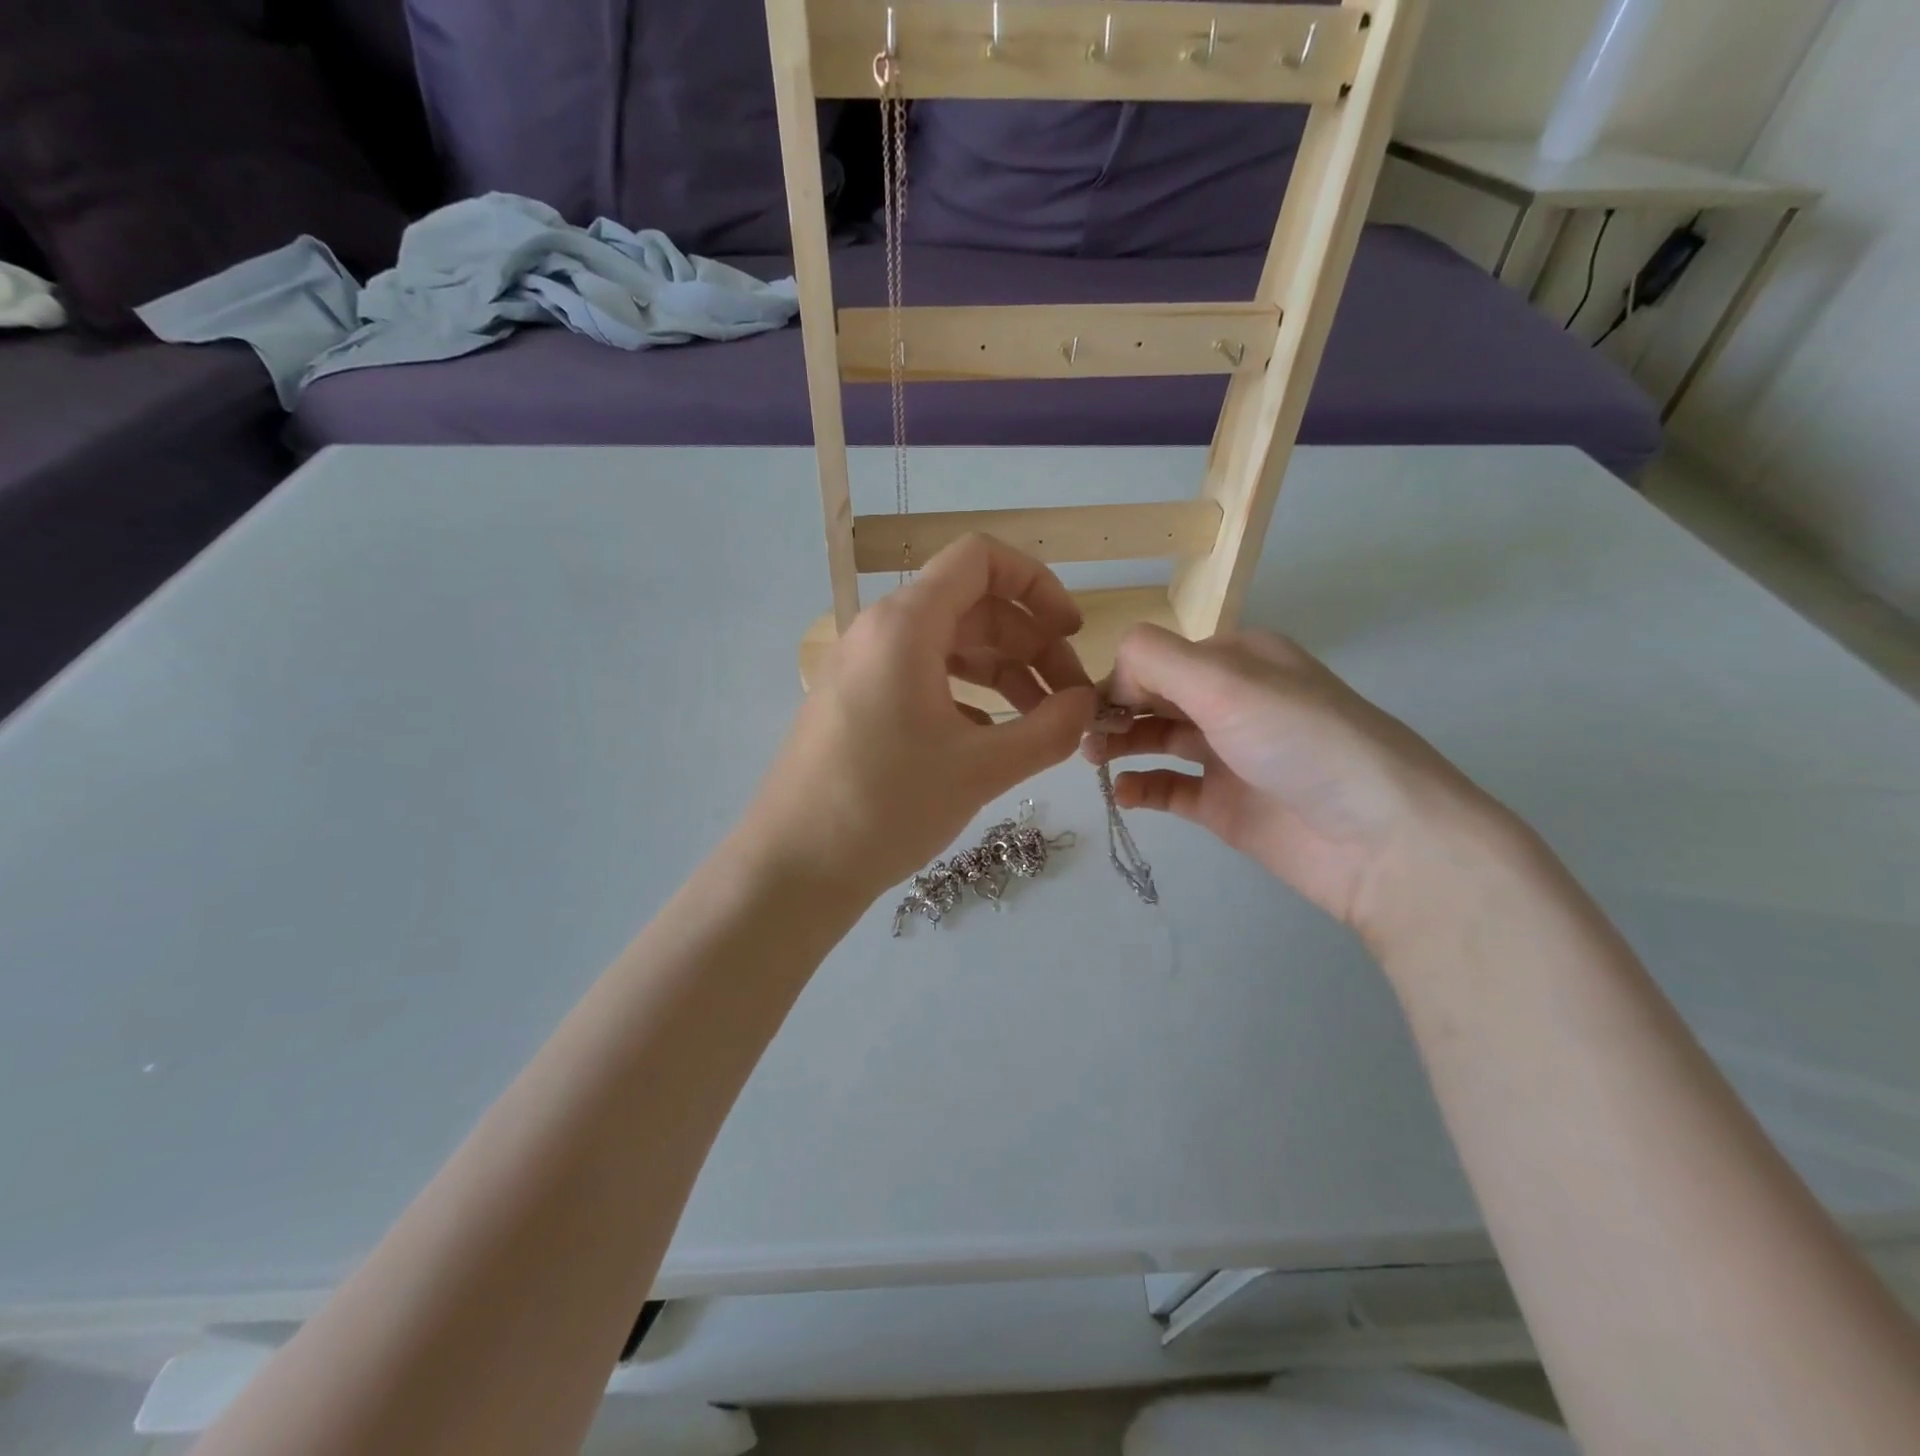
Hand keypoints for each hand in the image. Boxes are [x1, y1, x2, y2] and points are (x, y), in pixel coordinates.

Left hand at [750, 536, 1099, 902]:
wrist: (794, 866)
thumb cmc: (887, 807)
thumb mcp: (981, 769)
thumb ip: (1049, 730)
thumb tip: (1087, 705)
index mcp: (906, 625)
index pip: (980, 558)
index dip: (1036, 584)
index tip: (1070, 632)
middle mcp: (880, 632)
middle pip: (972, 607)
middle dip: (1030, 644)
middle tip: (1068, 700)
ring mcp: (863, 668)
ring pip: (949, 646)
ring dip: (1003, 673)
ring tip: (1041, 722)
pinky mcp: (856, 703)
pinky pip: (923, 678)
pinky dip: (967, 696)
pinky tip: (992, 740)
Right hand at [1089, 625, 1512, 945]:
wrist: (1381, 841)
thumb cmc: (1302, 743)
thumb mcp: (1227, 683)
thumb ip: (1157, 661)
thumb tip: (1110, 674)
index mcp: (1240, 660)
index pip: (1160, 656)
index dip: (1123, 677)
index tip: (1092, 706)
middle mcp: (1234, 701)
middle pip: (1156, 696)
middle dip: (1115, 710)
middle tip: (1084, 738)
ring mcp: (1231, 755)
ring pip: (1159, 739)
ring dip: (1122, 744)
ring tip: (1092, 761)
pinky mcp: (1228, 806)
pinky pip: (1172, 789)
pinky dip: (1143, 787)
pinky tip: (1123, 794)